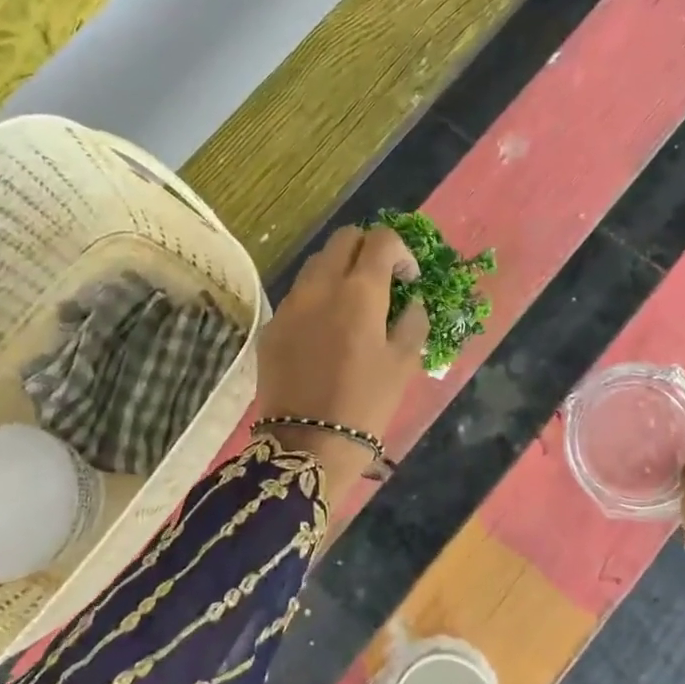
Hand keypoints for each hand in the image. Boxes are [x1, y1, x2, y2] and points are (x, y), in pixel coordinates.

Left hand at [255, 226, 429, 500]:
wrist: (307, 444)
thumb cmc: (366, 404)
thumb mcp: (403, 363)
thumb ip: (412, 321)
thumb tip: (411, 302)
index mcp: (360, 291)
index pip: (380, 240)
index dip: (400, 252)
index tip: (408, 279)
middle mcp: (320, 286)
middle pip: (343, 239)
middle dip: (367, 250)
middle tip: (381, 280)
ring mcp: (290, 304)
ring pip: (316, 264)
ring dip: (339, 271)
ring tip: (352, 305)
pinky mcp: (272, 326)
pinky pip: (298, 296)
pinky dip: (317, 299)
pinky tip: (325, 333)